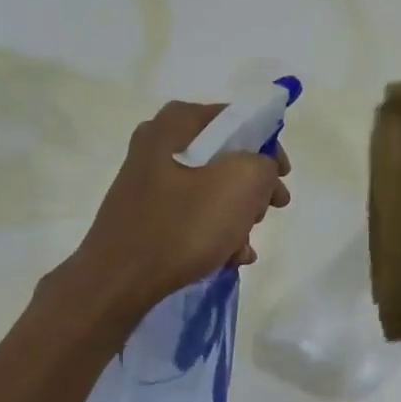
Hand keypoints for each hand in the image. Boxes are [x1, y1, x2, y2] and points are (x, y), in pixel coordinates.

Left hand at [66, 101, 291, 319]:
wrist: (117, 282)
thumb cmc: (183, 225)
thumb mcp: (241, 184)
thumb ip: (263, 164)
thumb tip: (259, 170)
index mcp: (176, 124)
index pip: (236, 119)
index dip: (268, 145)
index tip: (282, 175)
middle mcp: (157, 144)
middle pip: (224, 156)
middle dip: (253, 187)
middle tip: (269, 209)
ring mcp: (148, 181)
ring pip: (210, 189)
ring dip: (237, 215)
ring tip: (245, 246)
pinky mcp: (145, 214)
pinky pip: (191, 213)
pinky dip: (214, 231)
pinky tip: (228, 257)